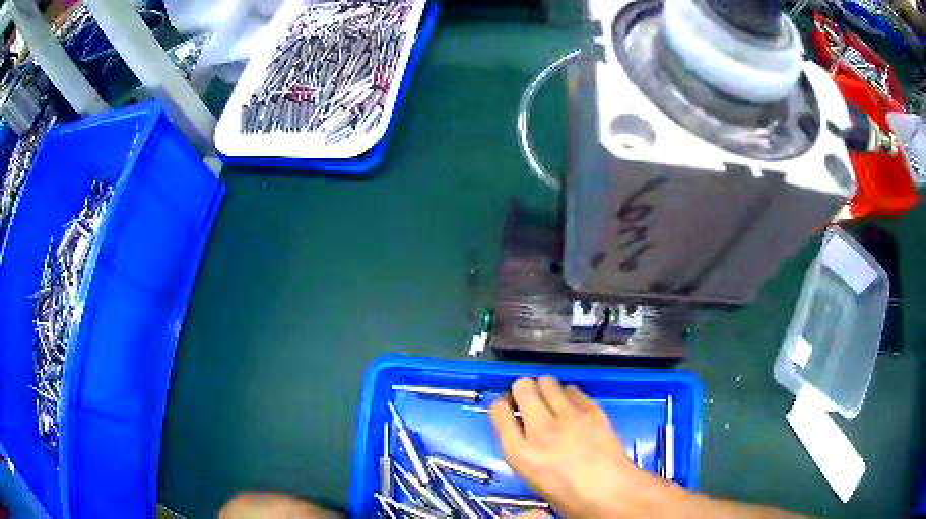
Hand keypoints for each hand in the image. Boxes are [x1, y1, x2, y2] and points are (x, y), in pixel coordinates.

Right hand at [489, 377, 663, 517]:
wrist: (611, 494)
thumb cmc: (570, 497)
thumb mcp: (532, 478)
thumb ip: (523, 450)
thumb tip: (523, 434)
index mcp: (520, 453)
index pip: (498, 411)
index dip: (502, 406)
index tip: (508, 408)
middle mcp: (540, 429)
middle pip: (522, 388)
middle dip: (522, 389)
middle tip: (528, 398)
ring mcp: (568, 417)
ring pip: (547, 382)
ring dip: (544, 388)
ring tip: (550, 399)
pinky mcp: (592, 411)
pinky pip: (573, 390)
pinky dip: (568, 395)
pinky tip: (573, 407)